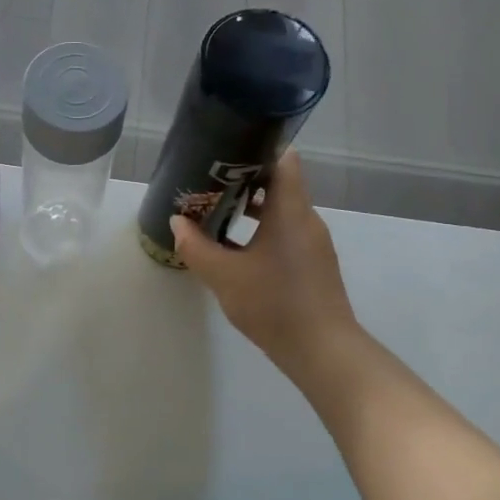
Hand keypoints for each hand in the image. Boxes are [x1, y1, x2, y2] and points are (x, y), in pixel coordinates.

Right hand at [170, 151, 360, 378]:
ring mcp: (312, 243)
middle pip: (279, 183)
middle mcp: (306, 219)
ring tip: (215, 212)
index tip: (225, 151)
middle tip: (208, 182)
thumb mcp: (223, 275)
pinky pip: (285, 233)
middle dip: (243, 180)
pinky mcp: (312, 264)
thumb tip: (177, 222)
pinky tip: (234, 248)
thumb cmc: (273, 303)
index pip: (283, 159)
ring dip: (250, 208)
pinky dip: (261, 231)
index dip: (256, 149)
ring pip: (281, 211)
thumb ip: (196, 246)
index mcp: (291, 211)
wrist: (322, 351)